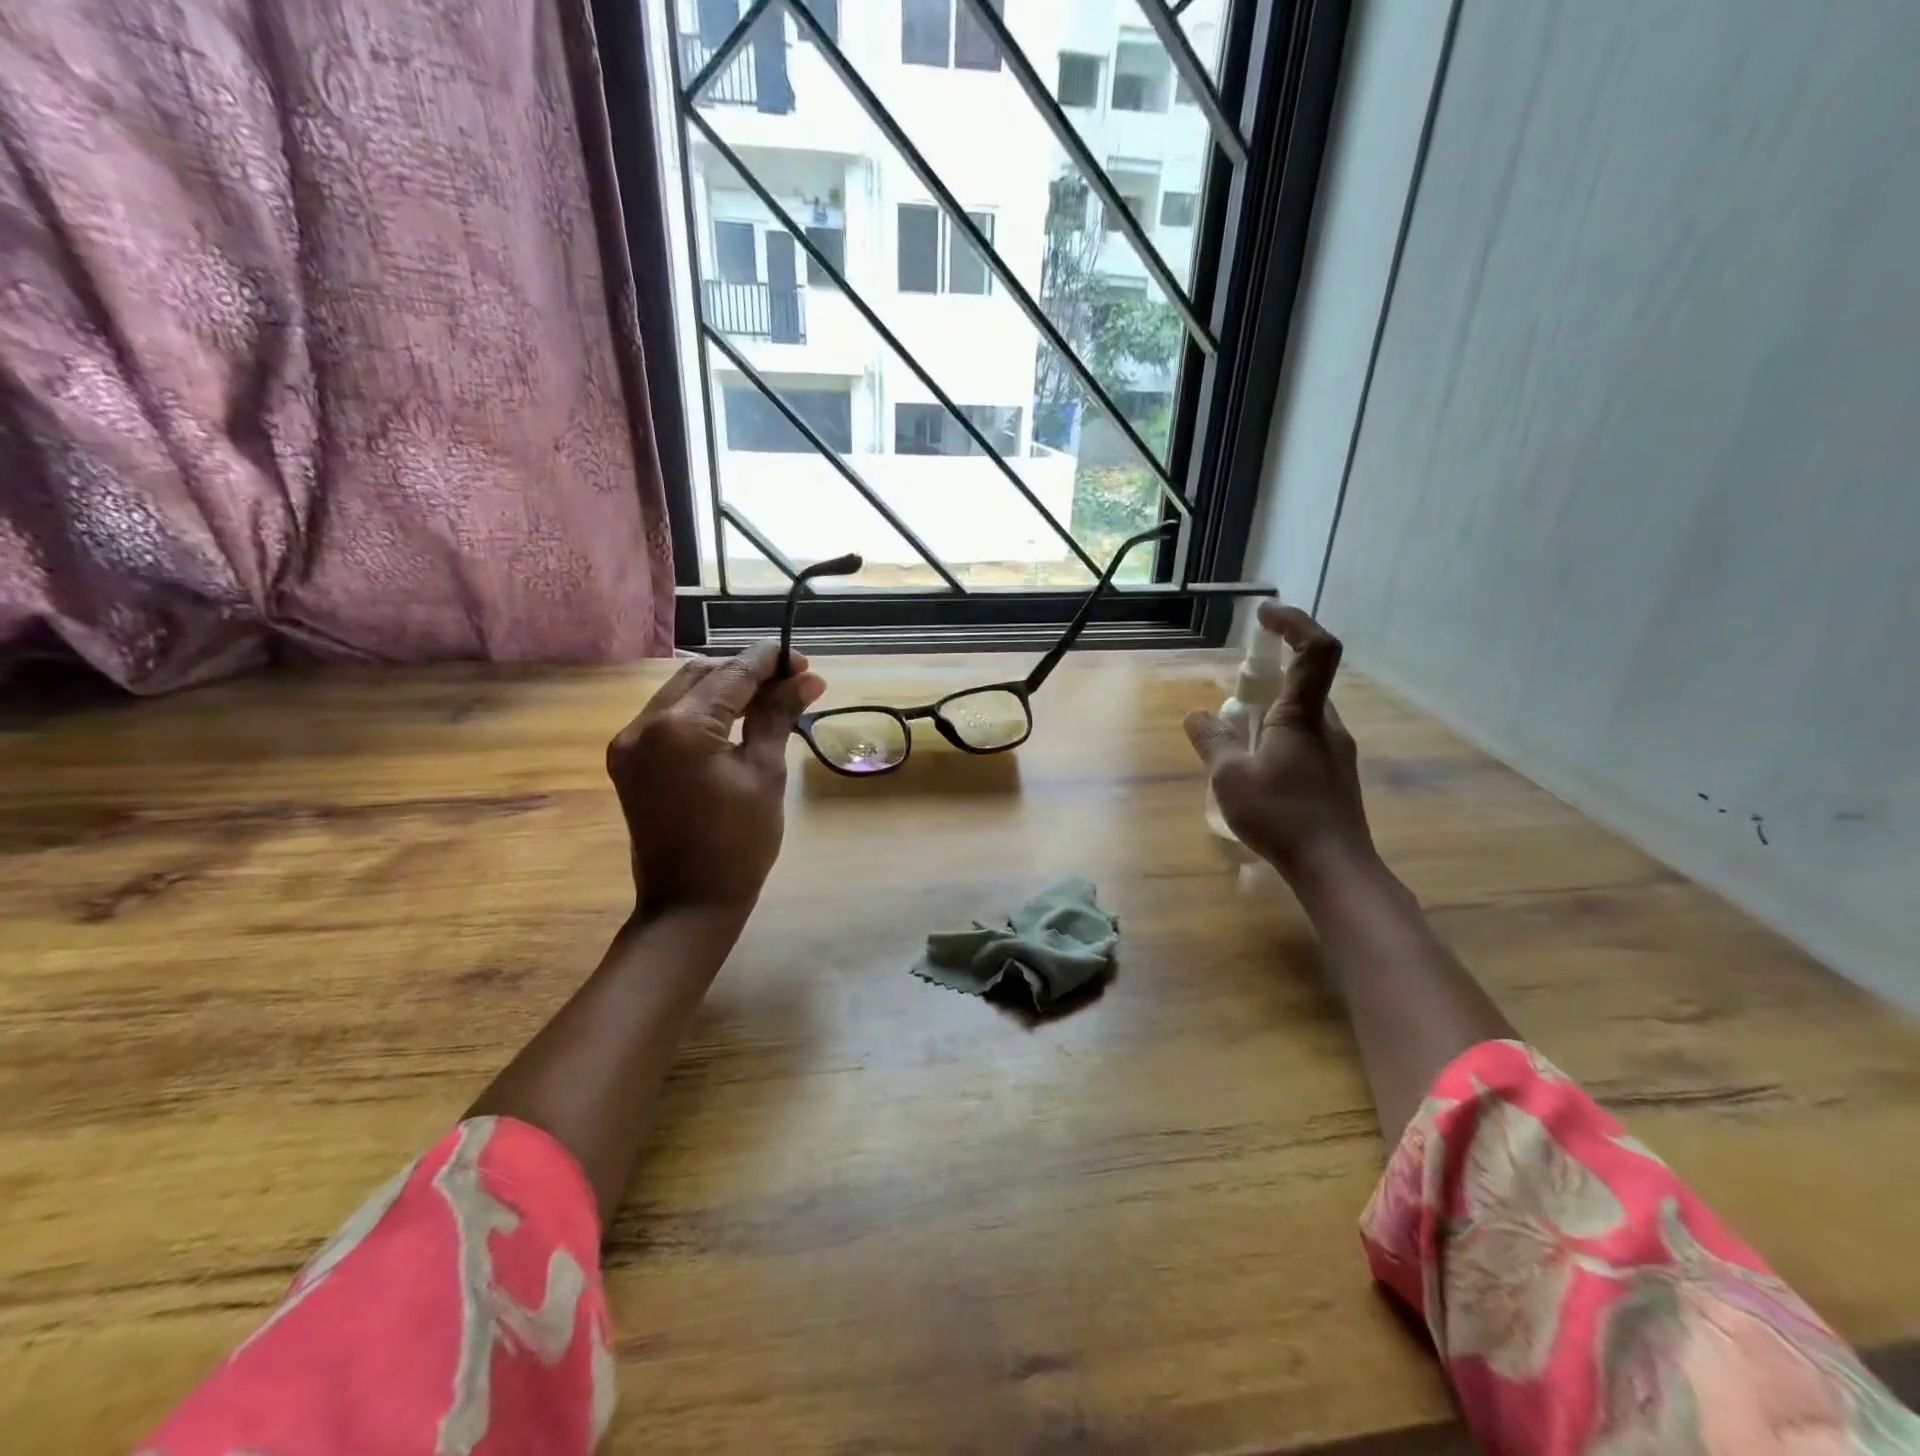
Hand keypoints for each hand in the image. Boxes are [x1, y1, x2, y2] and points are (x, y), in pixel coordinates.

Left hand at [607, 640, 825, 923]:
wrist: (688, 904)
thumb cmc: (739, 843)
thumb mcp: (765, 773)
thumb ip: (778, 716)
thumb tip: (807, 679)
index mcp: (680, 729)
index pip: (731, 675)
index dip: (769, 662)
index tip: (801, 660)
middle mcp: (643, 725)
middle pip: (701, 675)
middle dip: (745, 672)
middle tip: (790, 682)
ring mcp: (629, 742)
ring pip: (682, 692)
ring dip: (723, 689)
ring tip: (766, 700)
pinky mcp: (628, 760)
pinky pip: (667, 717)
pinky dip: (701, 711)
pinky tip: (732, 720)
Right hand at [1184, 603, 1374, 879]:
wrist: (1335, 868)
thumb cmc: (1282, 816)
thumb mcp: (1230, 777)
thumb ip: (1212, 741)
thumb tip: (1196, 715)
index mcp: (1303, 715)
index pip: (1315, 650)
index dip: (1294, 622)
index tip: (1265, 614)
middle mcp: (1328, 726)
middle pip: (1305, 683)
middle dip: (1269, 680)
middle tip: (1233, 700)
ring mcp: (1337, 753)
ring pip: (1304, 717)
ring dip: (1271, 716)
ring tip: (1237, 745)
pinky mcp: (1336, 778)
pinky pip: (1306, 742)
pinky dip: (1279, 741)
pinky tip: (1259, 774)